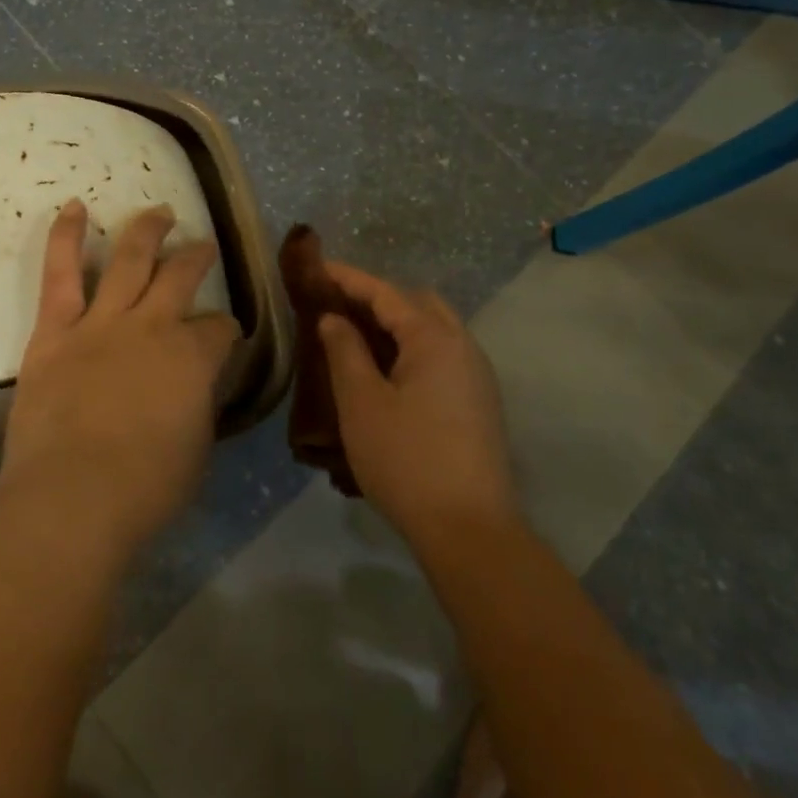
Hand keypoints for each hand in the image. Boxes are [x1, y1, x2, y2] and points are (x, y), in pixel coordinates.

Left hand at [0, 200, 239, 556]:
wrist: (72, 500)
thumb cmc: (144, 491)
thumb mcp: (196, 450)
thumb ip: (198, 406)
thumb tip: (193, 388)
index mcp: (193, 357)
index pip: (220, 327)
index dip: (225, 329)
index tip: (223, 337)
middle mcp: (153, 326)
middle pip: (182, 276)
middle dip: (196, 257)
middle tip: (202, 246)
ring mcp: (102, 323)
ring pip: (130, 259)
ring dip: (147, 230)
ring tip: (159, 211)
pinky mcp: (55, 331)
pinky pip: (61, 274)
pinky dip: (66, 237)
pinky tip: (74, 207)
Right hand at [318, 263, 514, 544]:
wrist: (469, 529)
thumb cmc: (406, 460)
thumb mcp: (361, 403)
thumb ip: (345, 351)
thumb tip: (333, 319)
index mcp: (434, 338)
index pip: (386, 293)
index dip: (349, 278)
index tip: (318, 268)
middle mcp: (463, 346)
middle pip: (417, 303)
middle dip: (378, 297)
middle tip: (339, 306)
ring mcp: (476, 375)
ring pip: (434, 329)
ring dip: (397, 323)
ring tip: (358, 336)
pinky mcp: (479, 402)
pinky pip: (442, 354)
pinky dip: (412, 347)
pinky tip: (388, 371)